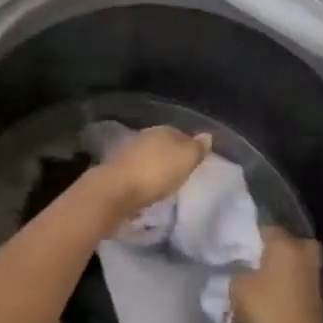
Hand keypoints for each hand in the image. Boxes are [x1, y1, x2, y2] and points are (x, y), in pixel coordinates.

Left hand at [91, 126, 210, 224]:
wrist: (116, 191)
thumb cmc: (156, 173)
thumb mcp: (185, 159)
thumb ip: (197, 148)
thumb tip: (207, 135)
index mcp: (162, 130)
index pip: (181, 134)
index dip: (189, 147)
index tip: (195, 162)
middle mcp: (144, 137)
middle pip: (163, 145)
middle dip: (171, 157)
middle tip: (182, 173)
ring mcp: (128, 154)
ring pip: (149, 158)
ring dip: (156, 168)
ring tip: (166, 184)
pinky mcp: (118, 172)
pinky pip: (138, 173)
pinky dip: (144, 179)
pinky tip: (148, 190)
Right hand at [230, 227, 322, 322]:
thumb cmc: (268, 310)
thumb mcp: (238, 288)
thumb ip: (237, 271)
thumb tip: (242, 270)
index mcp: (285, 243)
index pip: (265, 229)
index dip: (250, 239)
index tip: (238, 251)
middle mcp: (304, 252)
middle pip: (284, 244)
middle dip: (270, 252)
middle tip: (252, 265)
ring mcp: (315, 274)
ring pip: (293, 264)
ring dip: (280, 271)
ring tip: (260, 285)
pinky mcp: (319, 296)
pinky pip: (298, 282)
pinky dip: (287, 287)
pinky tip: (272, 299)